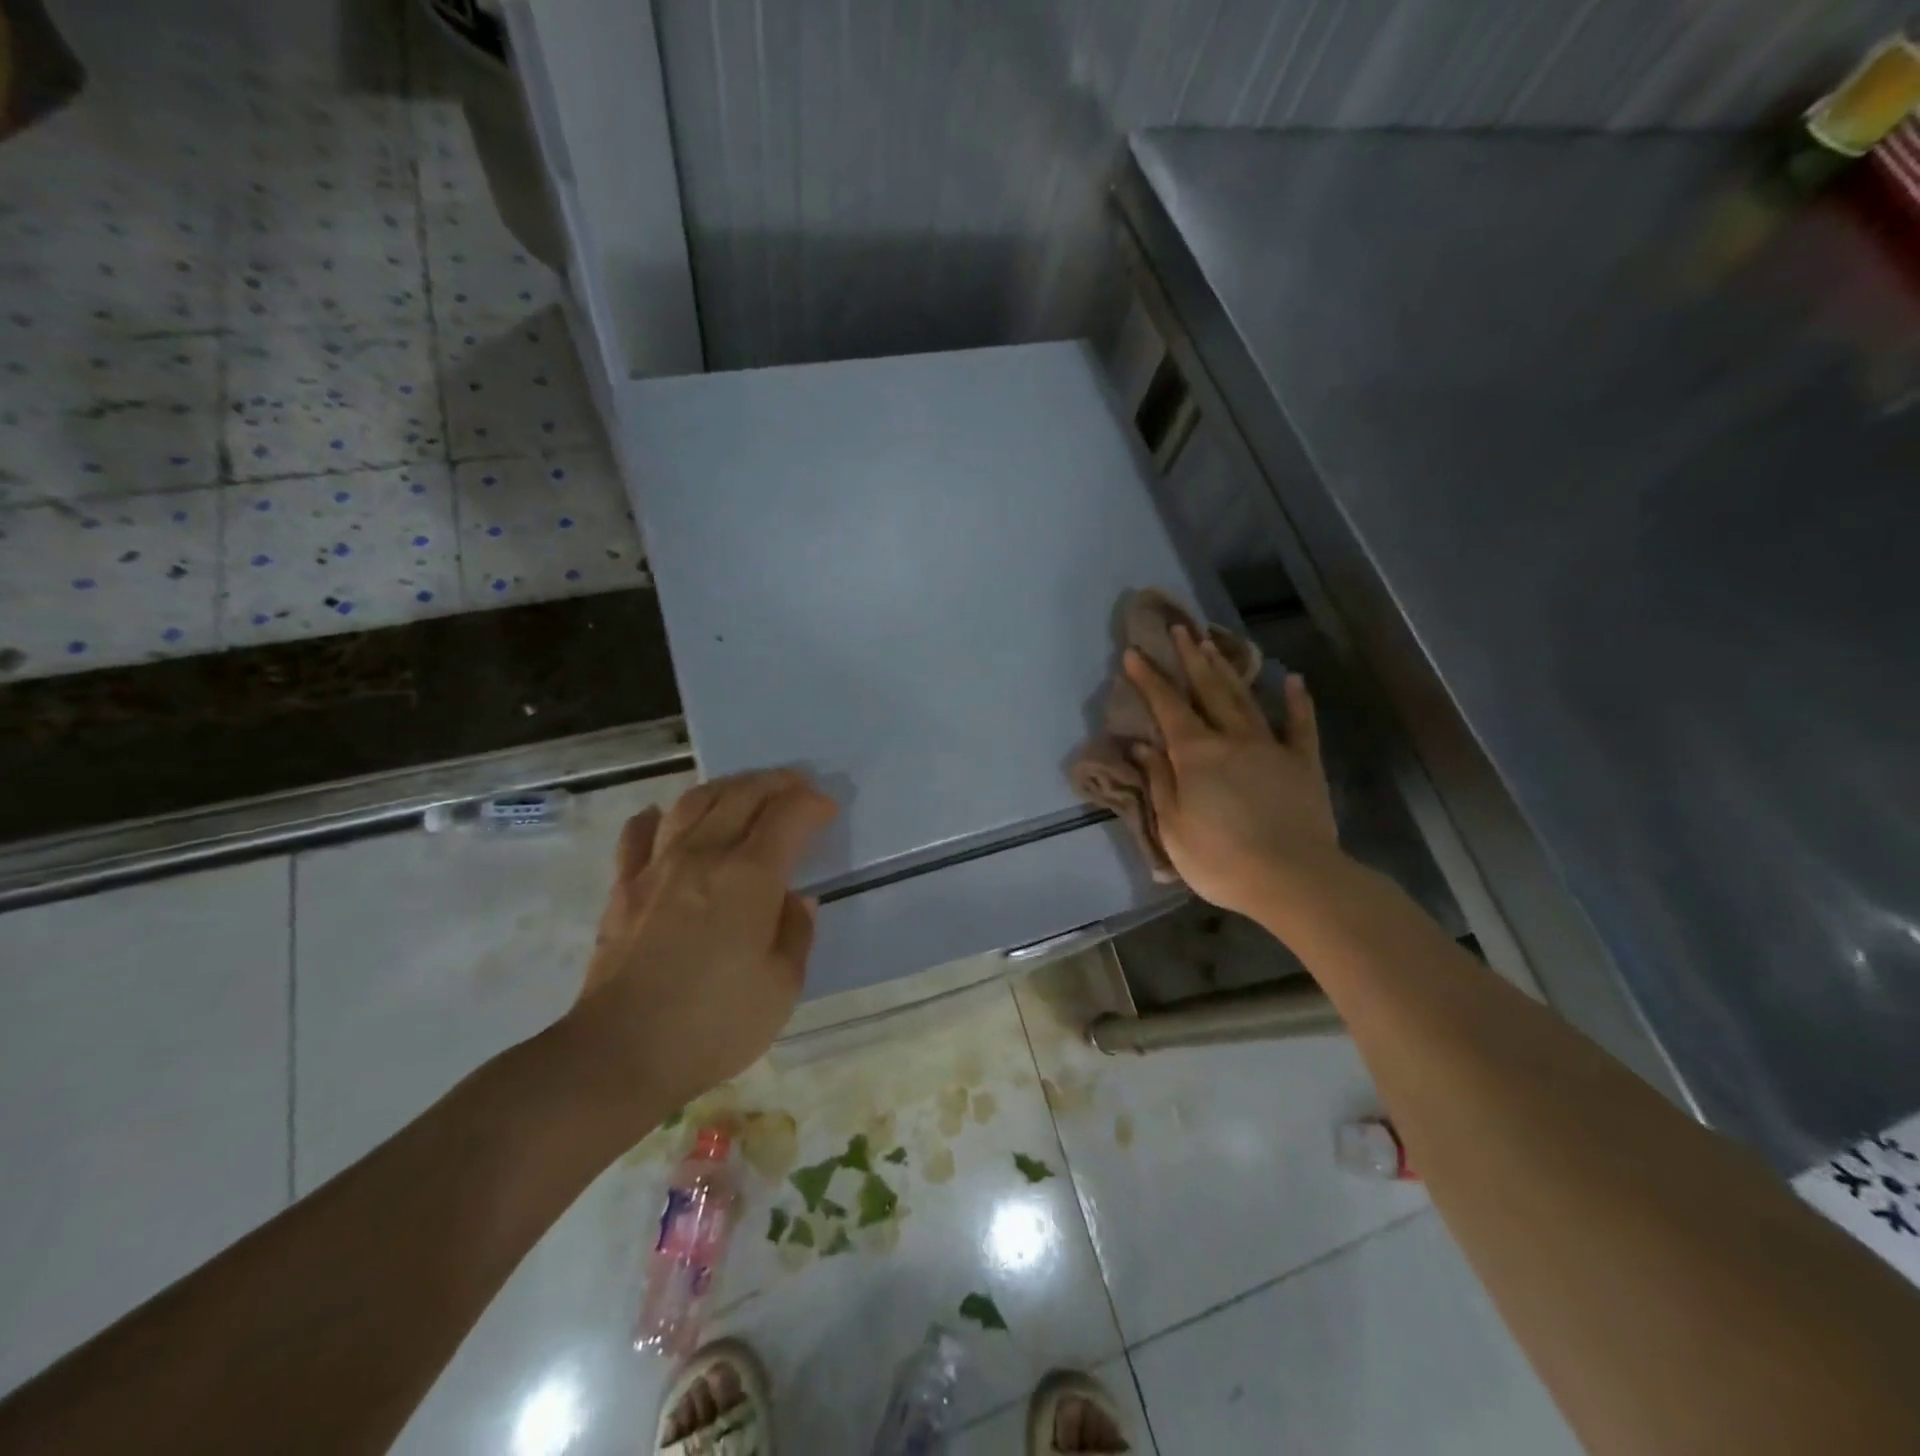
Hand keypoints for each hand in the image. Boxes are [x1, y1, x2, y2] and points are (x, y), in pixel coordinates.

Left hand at [567, 769, 836, 1120]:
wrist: (620, 1054)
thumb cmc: (714, 1024)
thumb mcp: (782, 987)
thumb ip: (796, 933)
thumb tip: (795, 899)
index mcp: (750, 877)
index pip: (788, 817)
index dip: (812, 805)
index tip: (827, 809)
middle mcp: (704, 856)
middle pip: (741, 796)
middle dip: (775, 783)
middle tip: (795, 785)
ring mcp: (657, 868)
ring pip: (693, 803)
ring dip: (725, 787)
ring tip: (743, 790)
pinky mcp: (623, 889)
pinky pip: (638, 836)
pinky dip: (656, 818)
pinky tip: (664, 817)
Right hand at [1126, 626, 1339, 918]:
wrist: (1294, 879)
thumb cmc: (1221, 859)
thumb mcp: (1173, 827)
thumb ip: (1159, 781)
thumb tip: (1142, 745)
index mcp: (1195, 754)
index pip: (1167, 707)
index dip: (1149, 679)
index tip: (1134, 653)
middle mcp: (1231, 739)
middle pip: (1208, 690)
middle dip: (1190, 658)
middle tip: (1179, 629)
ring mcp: (1271, 747)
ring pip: (1244, 699)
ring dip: (1227, 669)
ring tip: (1213, 643)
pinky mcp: (1303, 762)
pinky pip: (1300, 725)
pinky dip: (1297, 701)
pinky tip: (1292, 679)